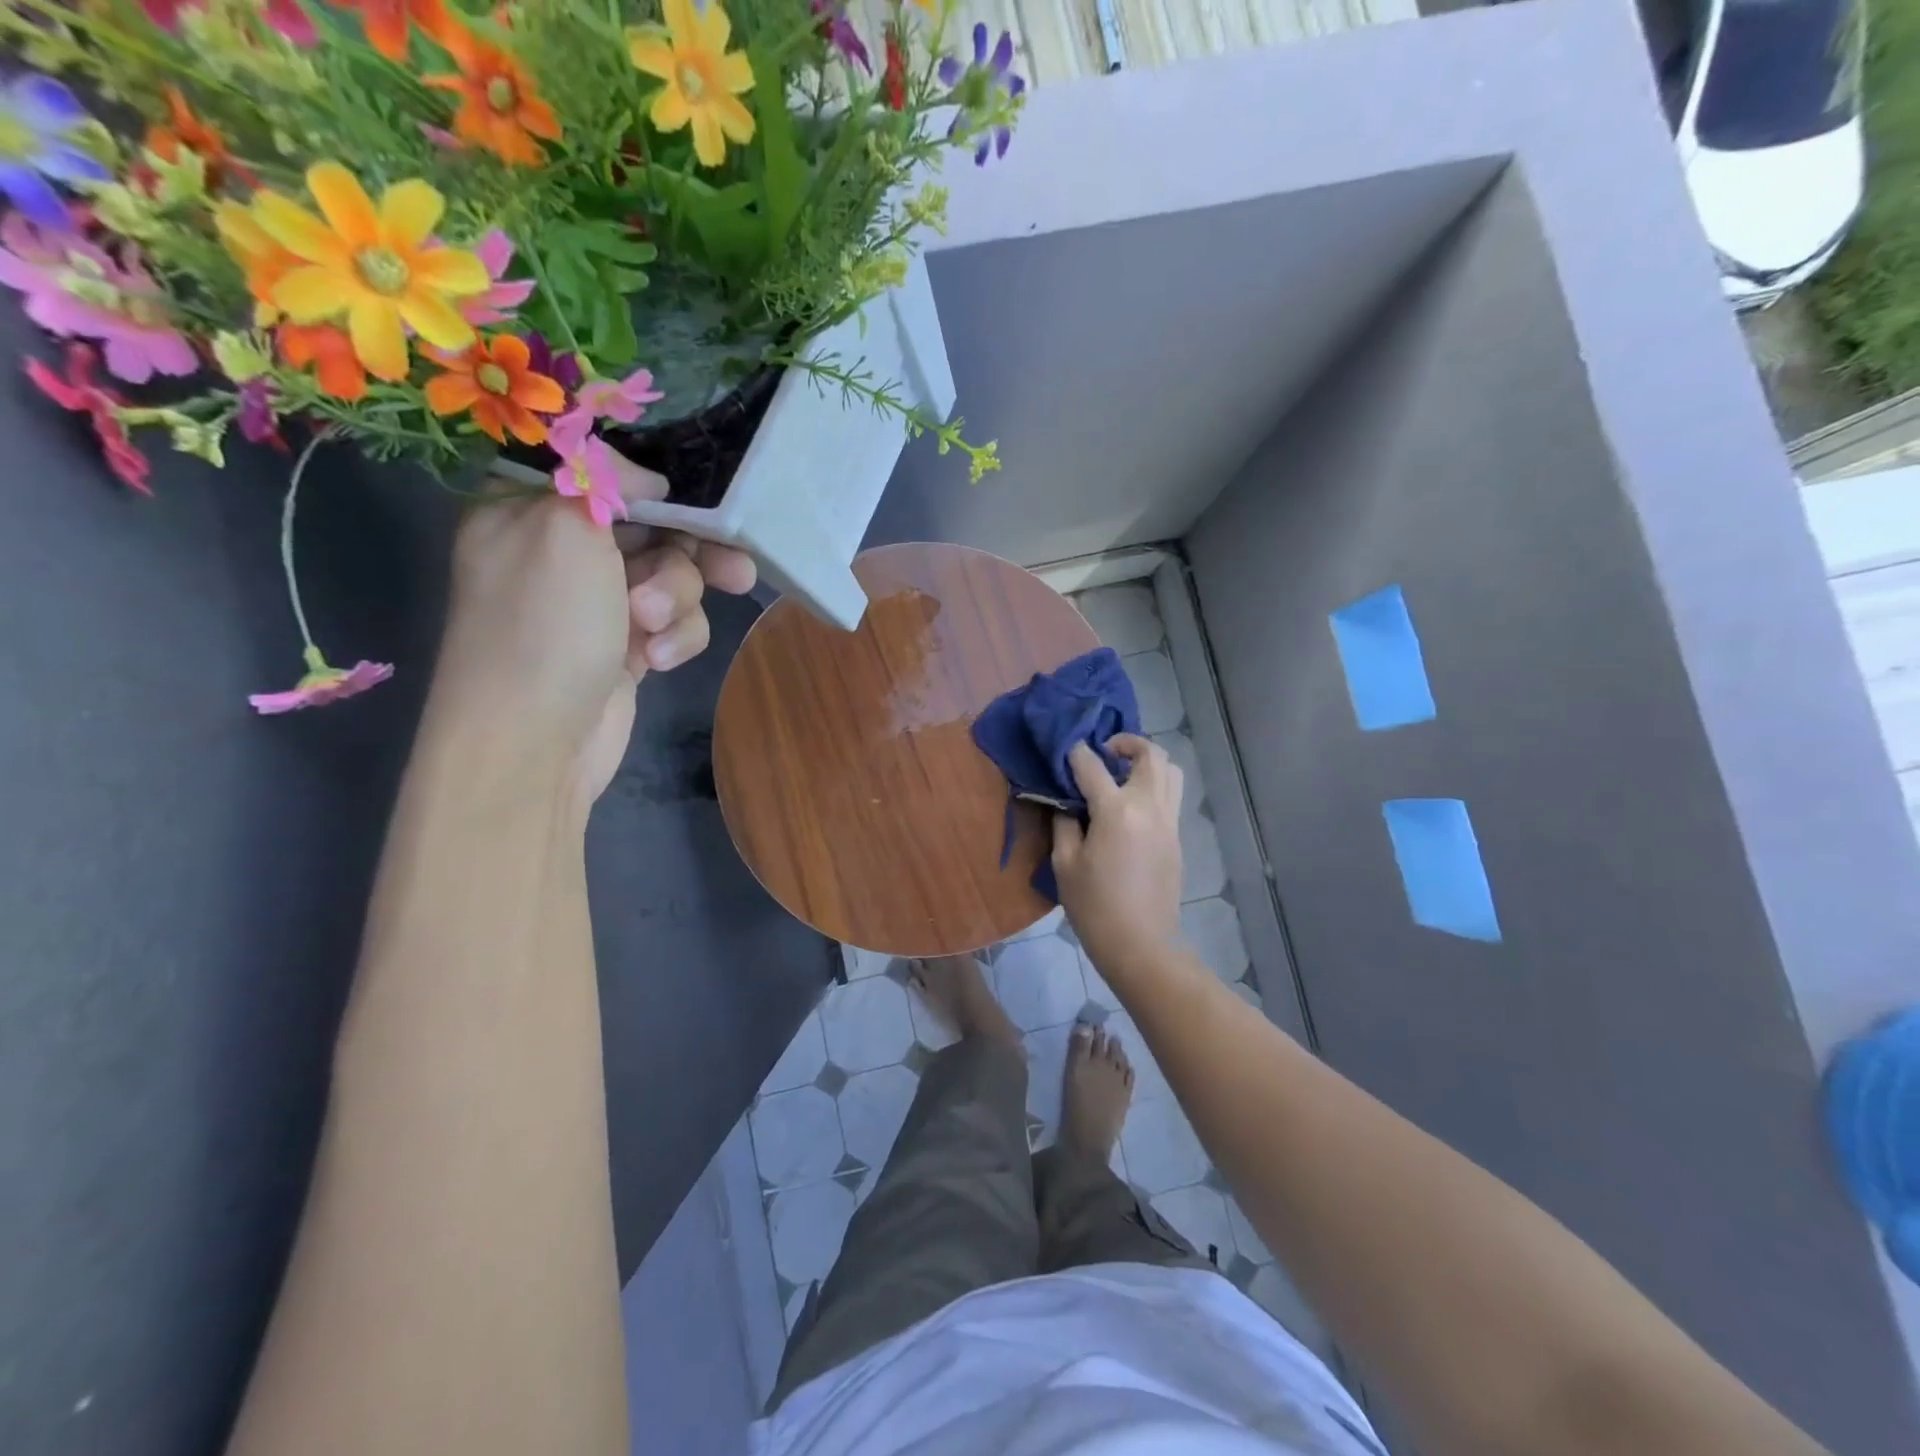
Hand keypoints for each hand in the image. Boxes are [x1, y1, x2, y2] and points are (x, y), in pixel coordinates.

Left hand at [425, 455, 755, 813]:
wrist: (535, 742)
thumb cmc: (545, 626)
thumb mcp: (565, 529)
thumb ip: (605, 481)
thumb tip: (644, 479)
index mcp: (530, 511)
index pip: (607, 477)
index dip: (657, 491)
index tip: (691, 507)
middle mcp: (562, 553)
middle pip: (655, 531)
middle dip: (688, 557)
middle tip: (735, 570)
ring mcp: (597, 604)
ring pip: (674, 580)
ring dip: (678, 602)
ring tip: (654, 628)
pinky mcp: (626, 647)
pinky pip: (674, 624)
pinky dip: (674, 639)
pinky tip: (654, 662)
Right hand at [1051, 735, 1184, 979]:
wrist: (1141, 944)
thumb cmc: (1094, 906)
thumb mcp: (1065, 864)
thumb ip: (1064, 823)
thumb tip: (1066, 802)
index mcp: (1117, 811)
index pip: (1092, 765)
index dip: (1075, 753)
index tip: (1064, 749)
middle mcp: (1149, 807)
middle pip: (1150, 754)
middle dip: (1126, 743)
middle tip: (1104, 752)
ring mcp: (1169, 821)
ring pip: (1171, 770)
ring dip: (1147, 761)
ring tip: (1123, 772)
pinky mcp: (1177, 837)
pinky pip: (1171, 795)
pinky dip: (1155, 784)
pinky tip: (1132, 803)